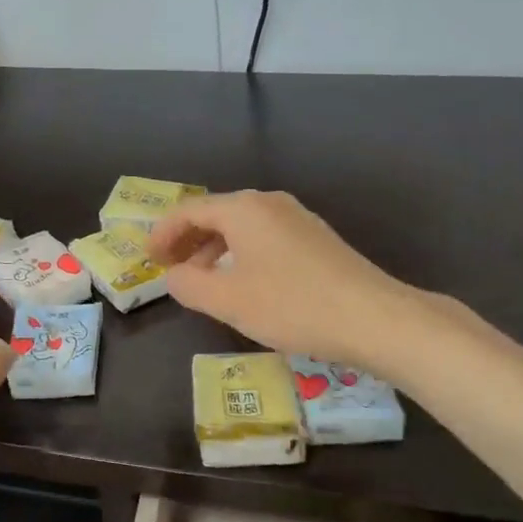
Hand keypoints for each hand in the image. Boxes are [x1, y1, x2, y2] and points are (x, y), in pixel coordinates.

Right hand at [148, 190, 413, 367]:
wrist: (373, 318)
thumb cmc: (291, 305)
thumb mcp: (228, 300)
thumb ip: (189, 285)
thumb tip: (174, 276)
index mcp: (244, 209)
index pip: (190, 211)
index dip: (163, 234)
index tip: (148, 260)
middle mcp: (270, 203)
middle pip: (216, 214)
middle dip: (188, 240)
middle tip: (170, 268)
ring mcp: (298, 219)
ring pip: (242, 227)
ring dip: (214, 249)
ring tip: (202, 279)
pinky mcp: (316, 239)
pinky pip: (264, 237)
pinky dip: (241, 254)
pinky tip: (244, 283)